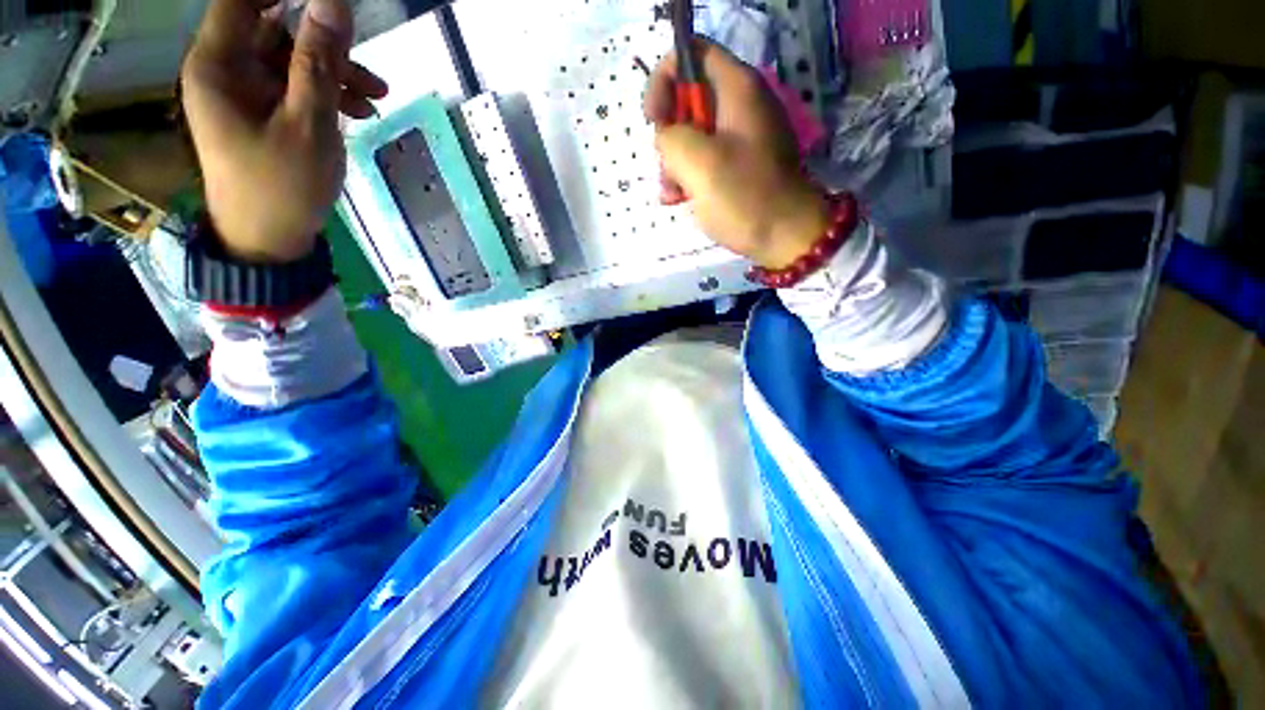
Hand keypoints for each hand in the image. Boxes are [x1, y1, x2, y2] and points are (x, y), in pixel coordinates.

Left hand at [182, 0, 387, 262]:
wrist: (269, 240)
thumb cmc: (282, 186)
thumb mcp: (308, 124)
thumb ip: (318, 62)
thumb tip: (332, 3)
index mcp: (219, 63)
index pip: (245, 0)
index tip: (332, 8)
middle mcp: (225, 69)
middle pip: (274, 30)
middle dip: (325, 44)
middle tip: (369, 73)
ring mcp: (243, 91)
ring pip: (290, 59)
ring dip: (334, 72)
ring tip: (376, 98)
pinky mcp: (260, 112)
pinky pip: (293, 86)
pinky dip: (326, 93)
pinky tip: (358, 110)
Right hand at [645, 42, 830, 269]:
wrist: (785, 237)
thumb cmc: (744, 197)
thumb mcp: (699, 163)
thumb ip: (671, 136)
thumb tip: (667, 136)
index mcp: (738, 89)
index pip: (692, 52)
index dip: (664, 79)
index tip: (653, 120)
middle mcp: (741, 105)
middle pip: (689, 98)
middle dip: (668, 132)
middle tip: (666, 167)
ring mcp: (741, 137)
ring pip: (693, 133)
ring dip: (674, 162)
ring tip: (672, 194)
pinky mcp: (740, 164)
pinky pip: (705, 157)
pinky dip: (688, 175)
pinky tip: (680, 199)